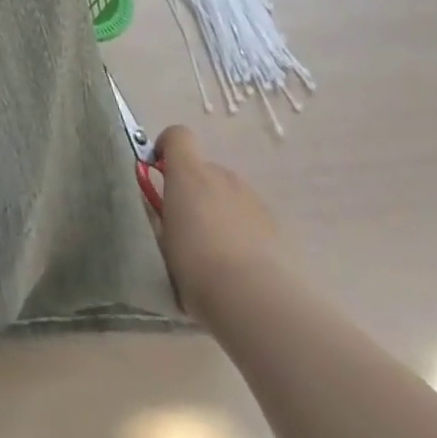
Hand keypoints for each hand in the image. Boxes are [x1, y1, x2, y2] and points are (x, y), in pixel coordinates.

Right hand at [152, 125, 286, 321]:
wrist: (258, 301)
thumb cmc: (197, 266)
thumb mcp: (163, 240)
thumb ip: (161, 216)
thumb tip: (164, 210)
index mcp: (189, 173)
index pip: (178, 136)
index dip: (167, 148)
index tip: (159, 171)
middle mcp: (222, 177)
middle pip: (204, 171)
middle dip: (194, 191)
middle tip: (187, 227)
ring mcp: (253, 200)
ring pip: (228, 196)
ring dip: (219, 212)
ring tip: (216, 254)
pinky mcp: (277, 227)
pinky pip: (250, 220)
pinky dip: (242, 233)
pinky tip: (240, 268)